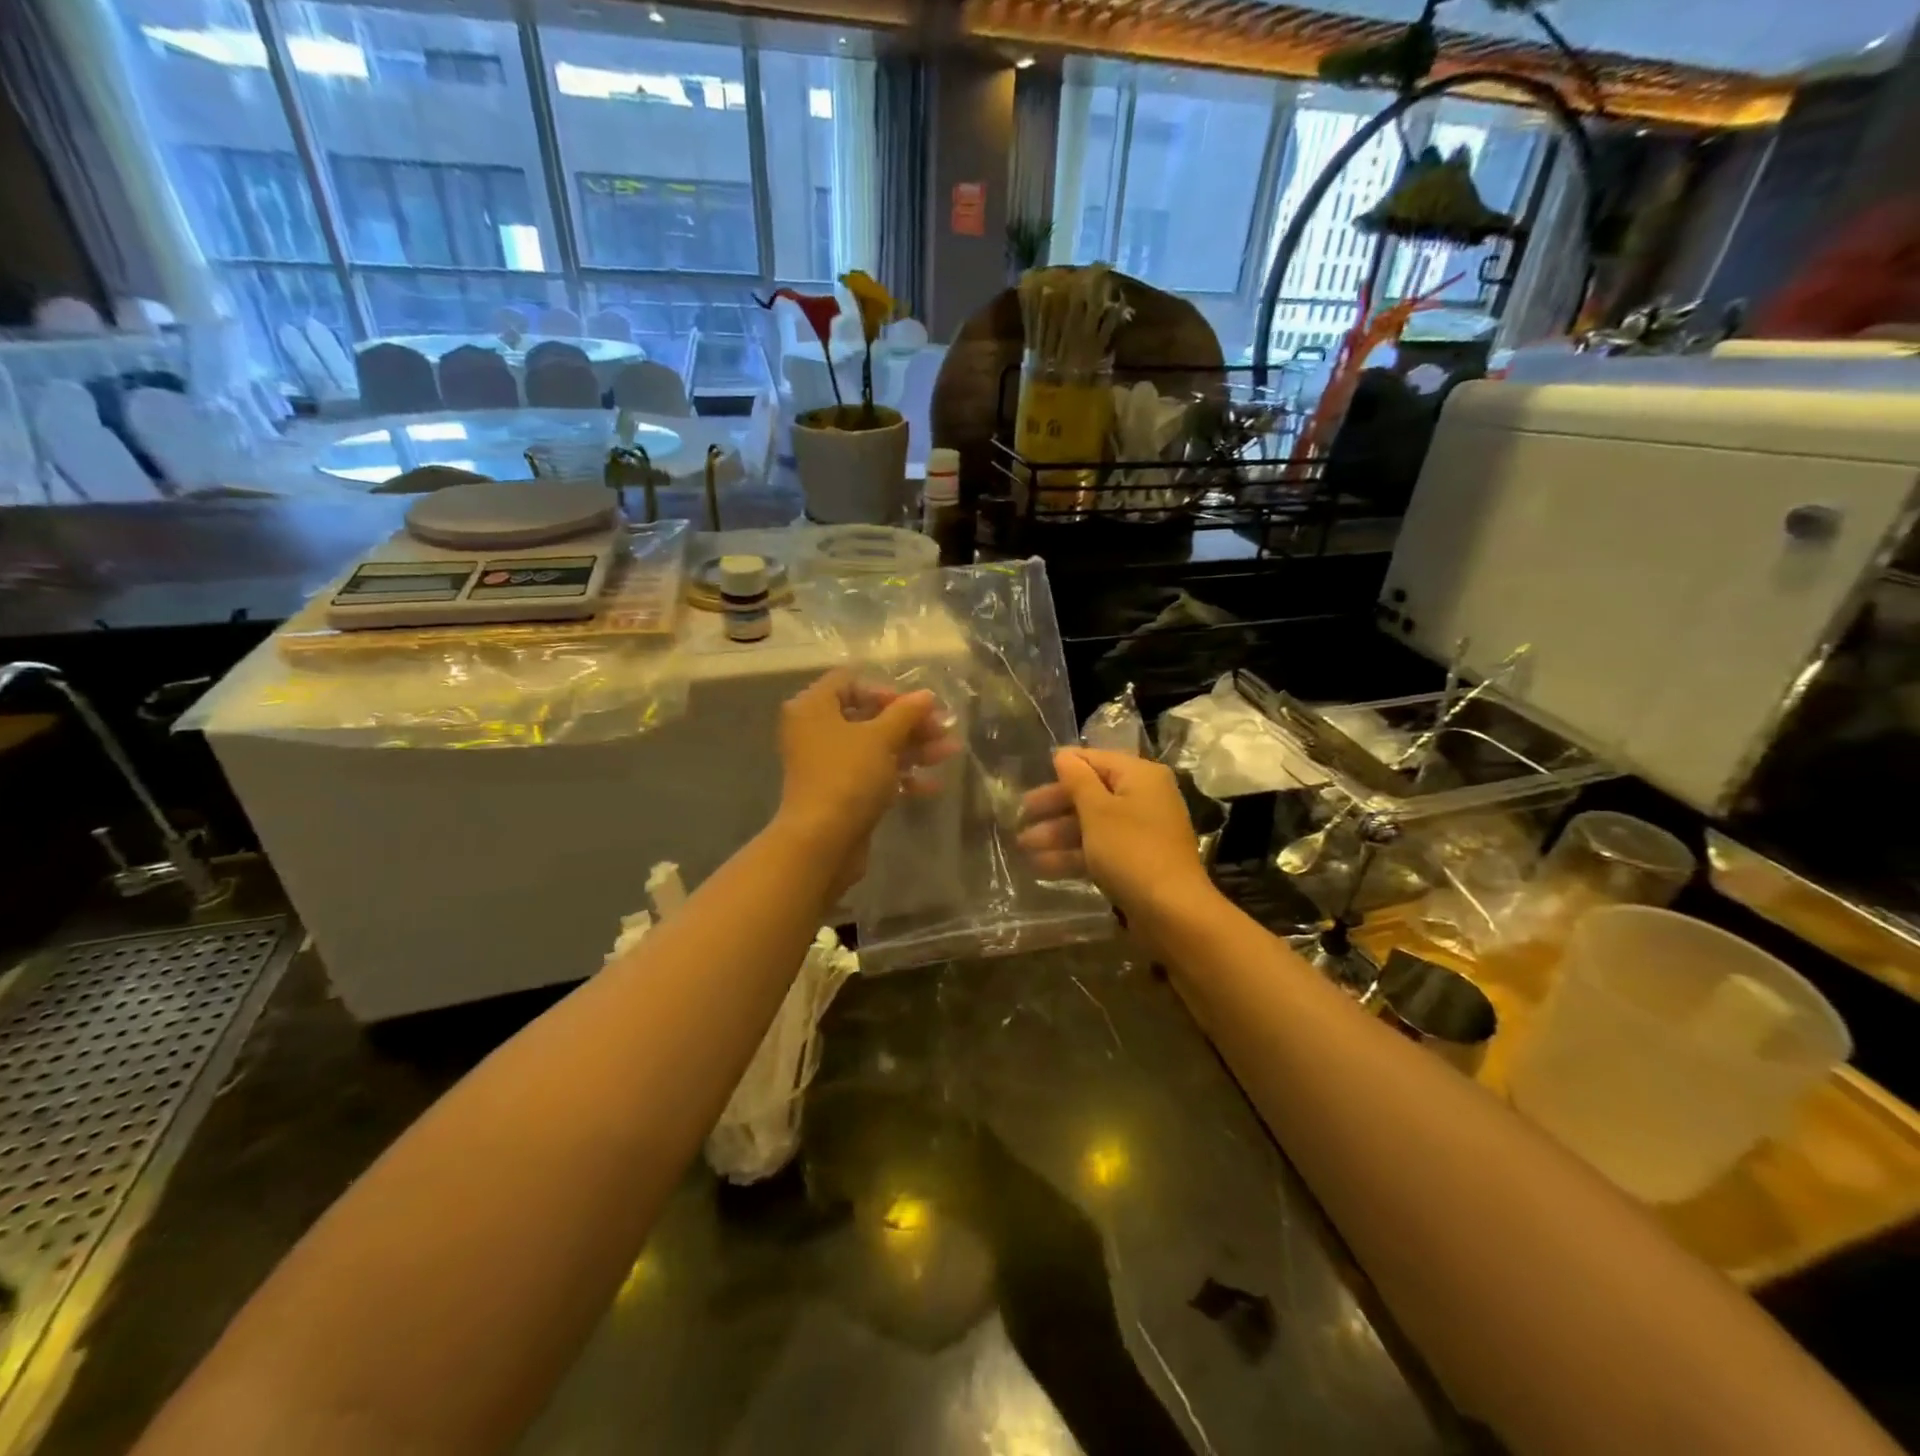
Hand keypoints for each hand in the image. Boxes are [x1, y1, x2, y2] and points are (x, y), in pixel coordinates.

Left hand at [775, 670, 956, 895]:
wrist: (822, 842)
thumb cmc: (847, 777)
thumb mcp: (881, 738)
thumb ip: (906, 713)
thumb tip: (927, 695)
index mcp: (813, 708)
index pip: (849, 683)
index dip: (884, 690)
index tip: (914, 705)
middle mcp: (816, 732)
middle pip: (868, 716)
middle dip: (909, 723)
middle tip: (944, 727)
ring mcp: (828, 765)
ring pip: (875, 747)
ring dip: (913, 748)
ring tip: (951, 752)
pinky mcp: (841, 793)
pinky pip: (873, 775)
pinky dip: (900, 776)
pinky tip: (933, 784)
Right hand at [1018, 749, 1216, 930]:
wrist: (1172, 912)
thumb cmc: (1131, 851)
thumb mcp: (1098, 811)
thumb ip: (1077, 780)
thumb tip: (1063, 754)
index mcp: (1140, 776)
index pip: (1094, 759)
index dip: (1062, 767)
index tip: (1029, 776)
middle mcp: (1143, 798)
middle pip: (1091, 793)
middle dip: (1054, 807)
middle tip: (1020, 816)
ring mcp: (1141, 831)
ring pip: (1092, 824)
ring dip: (1057, 833)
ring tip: (1022, 846)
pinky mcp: (1136, 861)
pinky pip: (1099, 848)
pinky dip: (1073, 854)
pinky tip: (1041, 866)